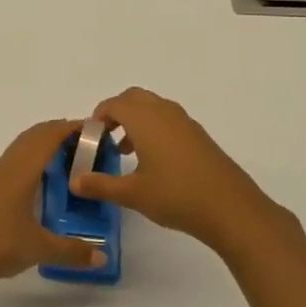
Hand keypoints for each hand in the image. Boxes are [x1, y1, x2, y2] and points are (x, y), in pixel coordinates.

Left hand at [0, 119, 108, 296]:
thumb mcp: (40, 248)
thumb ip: (73, 251)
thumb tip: (103, 258)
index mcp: (21, 171)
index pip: (47, 137)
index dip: (69, 129)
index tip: (93, 130)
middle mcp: (7, 167)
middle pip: (33, 136)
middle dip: (57, 132)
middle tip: (85, 142)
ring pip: (20, 147)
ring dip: (41, 144)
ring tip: (66, 157)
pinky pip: (12, 161)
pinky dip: (30, 158)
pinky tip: (38, 179)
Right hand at [71, 87, 278, 253]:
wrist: (231, 209)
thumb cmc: (176, 196)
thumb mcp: (132, 194)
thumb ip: (100, 185)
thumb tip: (74, 181)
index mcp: (144, 119)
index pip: (113, 104)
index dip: (98, 117)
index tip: (90, 138)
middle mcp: (164, 112)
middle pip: (134, 98)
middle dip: (116, 113)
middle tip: (106, 138)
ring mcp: (185, 122)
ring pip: (153, 108)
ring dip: (136, 121)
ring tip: (126, 152)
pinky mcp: (199, 136)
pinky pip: (168, 120)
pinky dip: (154, 129)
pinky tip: (154, 162)